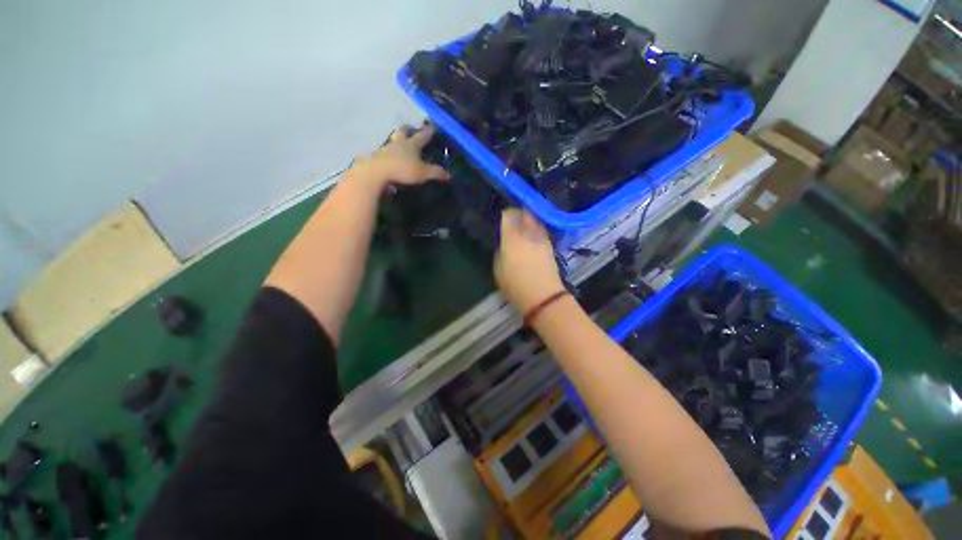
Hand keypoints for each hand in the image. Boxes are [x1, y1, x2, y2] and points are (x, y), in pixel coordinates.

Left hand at [350, 124, 450, 187]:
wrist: (376, 172)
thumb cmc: (403, 169)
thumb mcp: (423, 173)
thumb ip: (436, 173)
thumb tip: (449, 174)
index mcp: (412, 144)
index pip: (422, 135)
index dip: (428, 131)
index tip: (433, 126)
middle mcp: (399, 143)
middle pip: (403, 132)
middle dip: (408, 130)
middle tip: (411, 130)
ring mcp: (386, 149)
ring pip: (393, 141)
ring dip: (398, 141)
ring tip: (401, 145)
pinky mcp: (378, 158)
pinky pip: (386, 153)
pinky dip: (390, 154)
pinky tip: (391, 159)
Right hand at [494, 208, 564, 313]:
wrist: (543, 296)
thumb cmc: (515, 285)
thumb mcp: (498, 269)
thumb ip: (499, 251)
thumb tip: (503, 243)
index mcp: (512, 238)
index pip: (508, 215)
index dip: (504, 214)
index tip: (500, 218)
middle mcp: (528, 233)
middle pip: (523, 213)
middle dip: (517, 213)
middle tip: (510, 218)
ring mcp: (541, 238)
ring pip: (534, 219)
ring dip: (527, 218)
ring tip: (521, 224)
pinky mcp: (549, 244)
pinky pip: (541, 229)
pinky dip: (535, 227)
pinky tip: (531, 234)